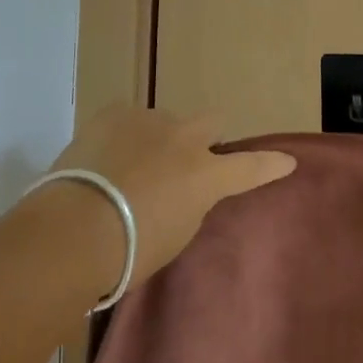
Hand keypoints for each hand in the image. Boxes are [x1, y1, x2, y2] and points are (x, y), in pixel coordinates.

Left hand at [45, 104, 295, 288]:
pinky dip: (123, 135)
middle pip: (211, 122)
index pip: (250, 167)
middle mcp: (185, 139)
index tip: (287, 161)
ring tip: (128, 169)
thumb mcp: (175, 235)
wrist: (74, 229)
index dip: (270, 165)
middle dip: (205, 139)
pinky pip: (128, 119)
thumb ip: (190, 205)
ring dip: (157, 140)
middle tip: (185, 163)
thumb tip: (186, 190)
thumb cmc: (129, 251)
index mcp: (206, 175)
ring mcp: (149, 119)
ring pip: (165, 121)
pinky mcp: (114, 112)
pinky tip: (104, 158)